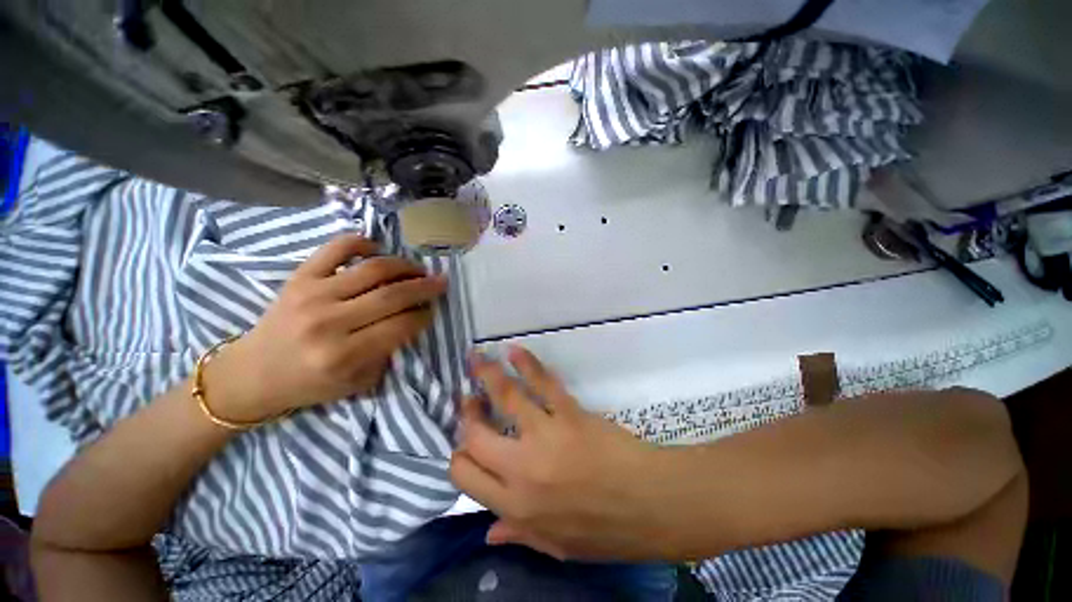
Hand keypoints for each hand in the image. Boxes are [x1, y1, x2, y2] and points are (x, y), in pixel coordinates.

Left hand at [208, 234, 447, 421]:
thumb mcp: (358, 383)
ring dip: (404, 266)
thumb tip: (411, 319)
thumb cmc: (310, 384)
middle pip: (391, 295)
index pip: (400, 326)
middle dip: (424, 287)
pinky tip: (377, 249)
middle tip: (441, 282)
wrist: (252, 374)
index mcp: (344, 355)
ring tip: (418, 269)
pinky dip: (361, 242)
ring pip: (372, 269)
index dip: (423, 315)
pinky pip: (336, 249)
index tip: (432, 310)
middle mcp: (329, 322)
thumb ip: (388, 353)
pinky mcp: (299, 277)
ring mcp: (312, 294)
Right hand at [450, 347, 674, 560]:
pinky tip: (514, 351)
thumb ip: (519, 536)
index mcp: (516, 504)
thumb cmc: (605, 530)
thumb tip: (489, 531)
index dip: (459, 456)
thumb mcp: (558, 546)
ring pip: (506, 398)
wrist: (649, 503)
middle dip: (467, 413)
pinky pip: (542, 382)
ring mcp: (545, 434)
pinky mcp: (569, 412)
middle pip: (476, 434)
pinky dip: (527, 364)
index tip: (465, 441)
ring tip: (476, 359)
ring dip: (487, 375)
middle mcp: (522, 468)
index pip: (465, 475)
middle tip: (469, 399)